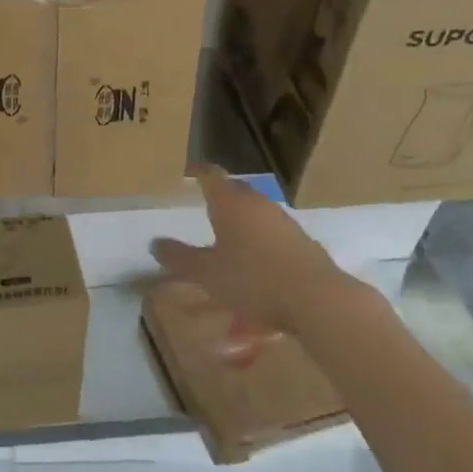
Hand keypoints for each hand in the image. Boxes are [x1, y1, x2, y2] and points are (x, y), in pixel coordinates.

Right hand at [151, 165, 356, 332]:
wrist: (317, 299)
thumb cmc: (254, 279)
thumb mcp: (207, 273)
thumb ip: (179, 258)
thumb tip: (154, 243)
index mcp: (229, 202)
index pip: (210, 174)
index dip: (197, 171)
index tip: (187, 172)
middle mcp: (256, 203)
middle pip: (235, 190)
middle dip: (220, 195)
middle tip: (204, 204)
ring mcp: (283, 221)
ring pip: (256, 211)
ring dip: (242, 219)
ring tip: (230, 237)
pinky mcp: (303, 242)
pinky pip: (273, 233)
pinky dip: (261, 240)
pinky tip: (258, 263)